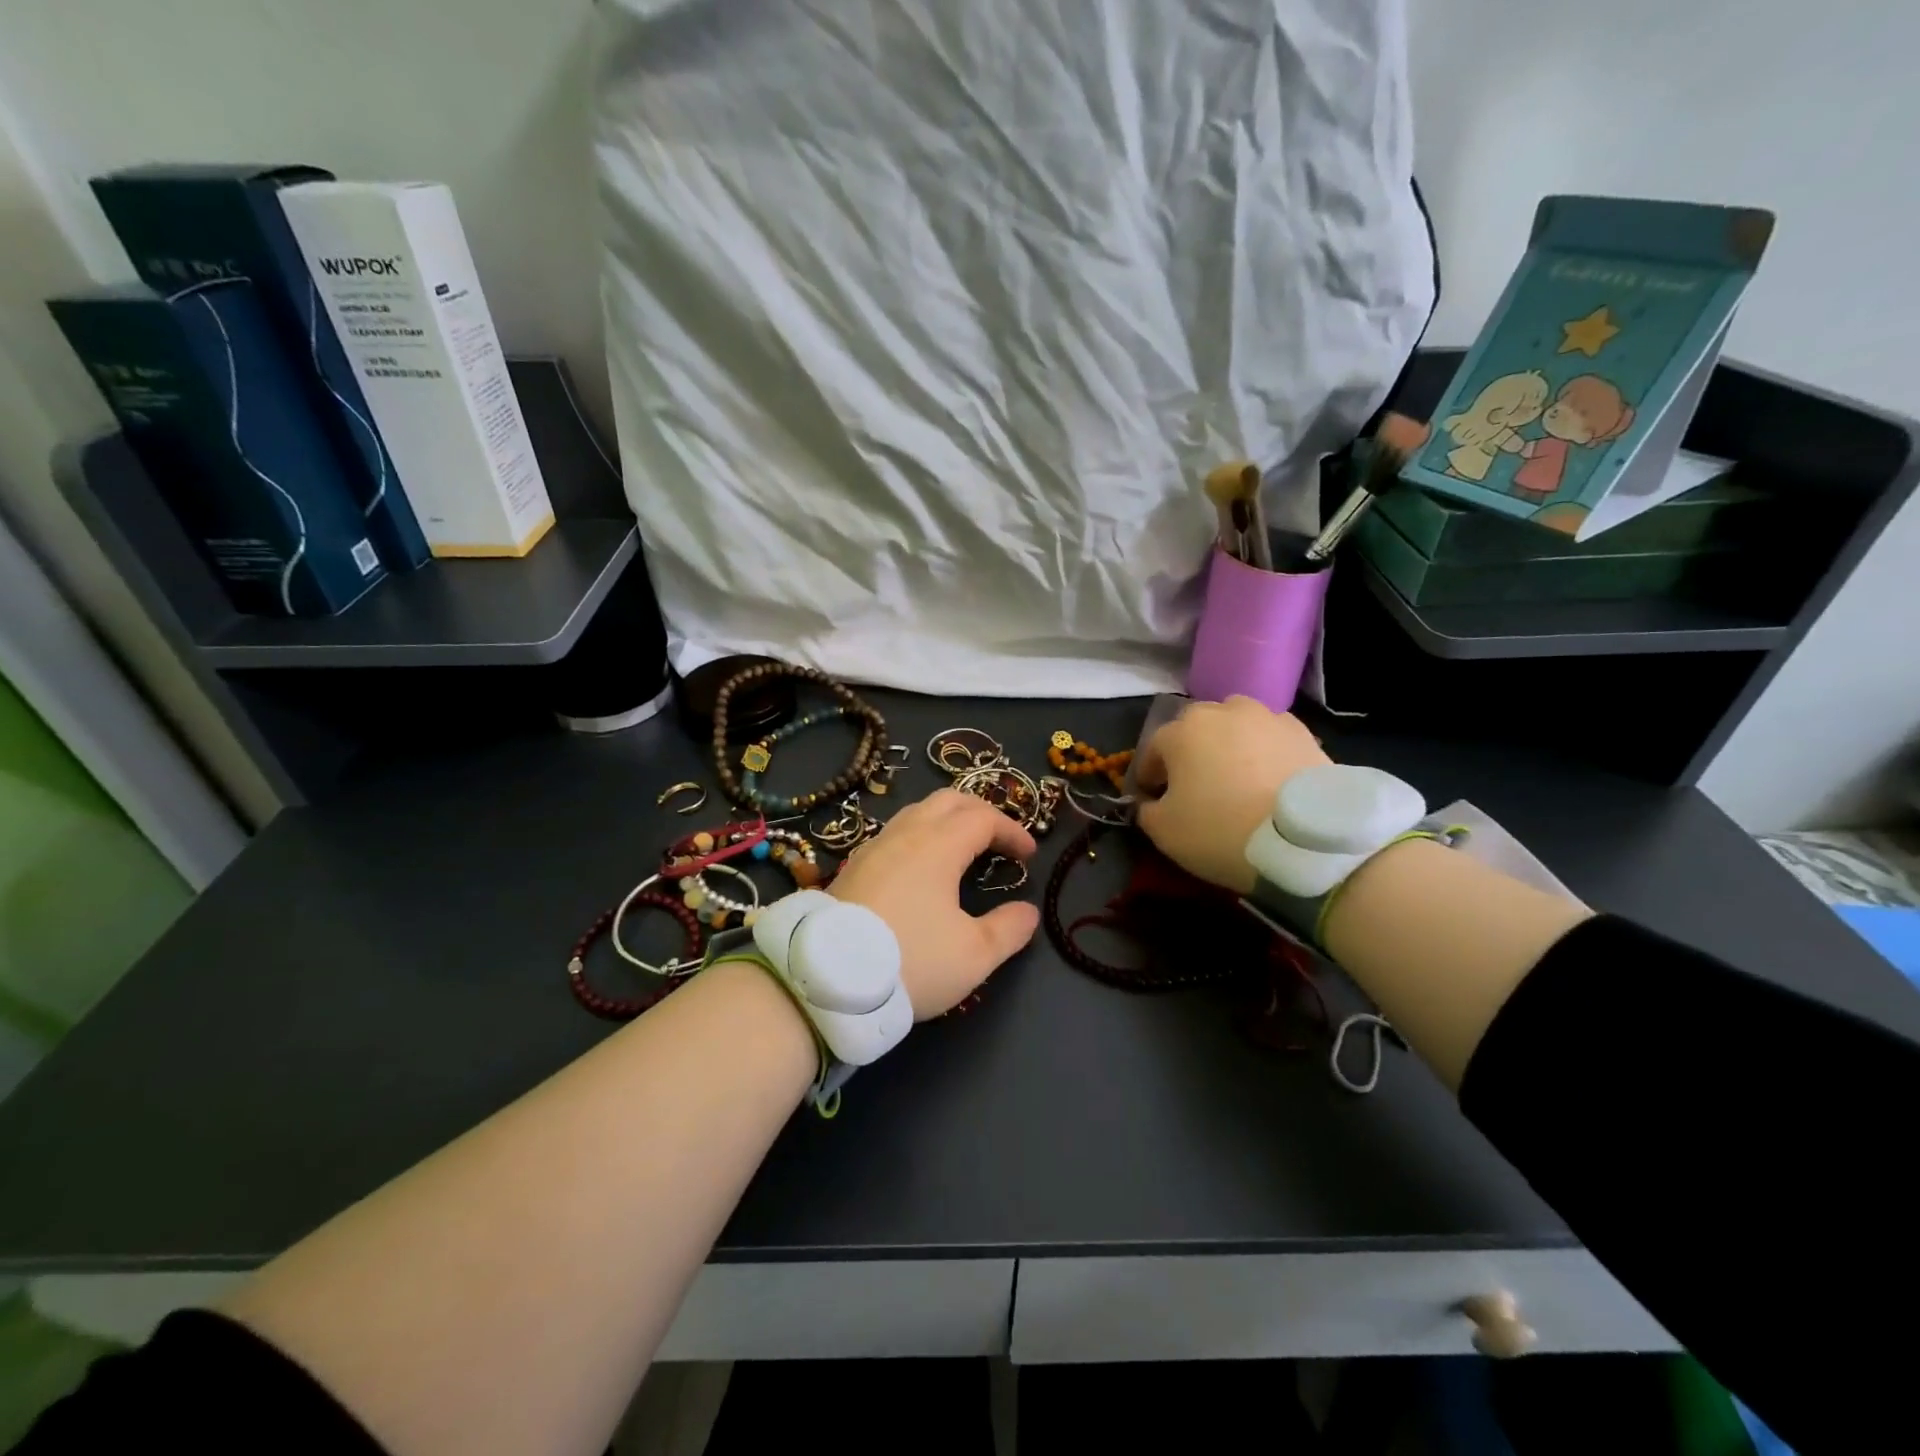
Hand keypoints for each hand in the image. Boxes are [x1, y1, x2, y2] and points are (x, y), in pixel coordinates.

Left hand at [828, 790, 1039, 1017]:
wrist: (827, 980)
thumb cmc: (911, 961)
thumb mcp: (974, 955)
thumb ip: (1008, 929)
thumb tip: (1027, 911)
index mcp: (938, 845)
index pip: (983, 818)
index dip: (1011, 830)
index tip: (1029, 855)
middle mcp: (905, 834)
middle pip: (948, 801)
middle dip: (980, 812)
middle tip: (999, 839)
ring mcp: (874, 847)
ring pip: (917, 813)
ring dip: (947, 821)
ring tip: (963, 849)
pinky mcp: (853, 867)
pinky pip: (895, 833)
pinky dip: (920, 836)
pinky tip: (921, 868)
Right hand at [1133, 696, 1330, 893]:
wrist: (1305, 838)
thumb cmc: (1220, 829)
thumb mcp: (1163, 831)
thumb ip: (1146, 811)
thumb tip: (1150, 803)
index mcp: (1181, 731)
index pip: (1153, 750)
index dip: (1149, 776)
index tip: (1152, 799)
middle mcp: (1222, 711)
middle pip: (1195, 729)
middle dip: (1190, 753)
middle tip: (1196, 787)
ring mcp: (1267, 718)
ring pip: (1236, 727)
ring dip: (1229, 745)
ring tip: (1237, 778)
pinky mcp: (1304, 733)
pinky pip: (1271, 739)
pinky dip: (1265, 753)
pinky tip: (1269, 781)